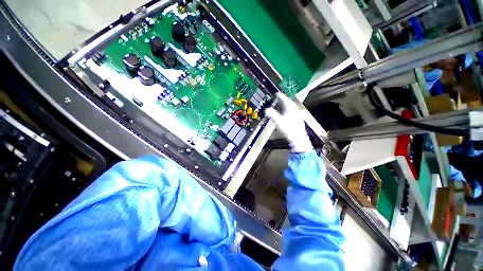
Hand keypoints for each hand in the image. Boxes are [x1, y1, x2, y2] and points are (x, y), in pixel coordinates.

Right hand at [265, 93, 312, 152]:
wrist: (298, 138)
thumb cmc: (288, 129)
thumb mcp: (278, 122)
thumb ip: (272, 115)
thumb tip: (266, 110)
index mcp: (290, 108)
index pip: (284, 99)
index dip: (280, 96)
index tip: (276, 94)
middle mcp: (294, 110)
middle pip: (289, 102)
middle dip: (283, 99)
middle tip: (278, 98)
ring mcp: (297, 114)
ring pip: (291, 106)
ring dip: (286, 104)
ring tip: (282, 105)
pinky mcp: (298, 119)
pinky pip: (293, 111)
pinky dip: (288, 109)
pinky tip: (287, 114)